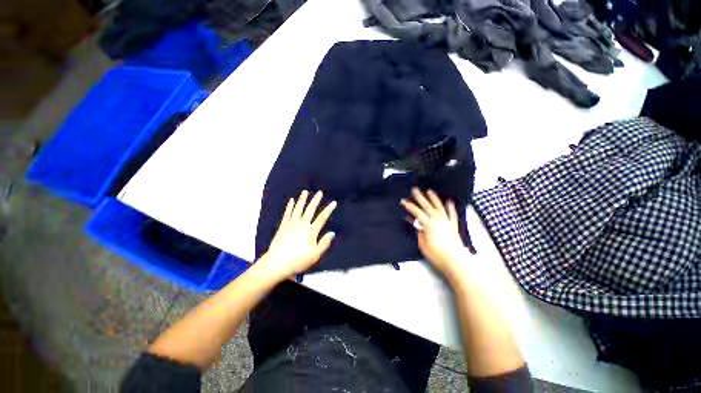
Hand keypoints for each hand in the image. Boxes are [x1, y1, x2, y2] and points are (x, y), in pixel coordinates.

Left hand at [257, 190, 335, 281]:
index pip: (322, 218)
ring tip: (305, 191)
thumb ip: (324, 243)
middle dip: (315, 200)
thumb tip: (332, 233)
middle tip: (319, 192)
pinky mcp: (283, 226)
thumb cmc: (298, 260)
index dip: (329, 210)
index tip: (333, 202)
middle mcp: (302, 224)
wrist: (276, 263)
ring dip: (302, 199)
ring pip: (298, 209)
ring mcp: (291, 224)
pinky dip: (290, 206)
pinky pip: (287, 213)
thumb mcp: (315, 255)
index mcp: (311, 231)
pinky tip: (291, 201)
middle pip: (310, 210)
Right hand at [401, 188, 467, 279]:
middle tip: (414, 189)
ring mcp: (447, 222)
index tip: (403, 201)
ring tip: (429, 191)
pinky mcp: (454, 226)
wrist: (456, 261)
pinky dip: (450, 207)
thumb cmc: (438, 255)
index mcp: (429, 225)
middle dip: (420, 197)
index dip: (409, 206)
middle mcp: (438, 221)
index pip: (417, 213)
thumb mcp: (423, 245)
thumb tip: (415, 225)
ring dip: (434, 198)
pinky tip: (449, 201)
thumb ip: (419, 233)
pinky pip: (452, 214)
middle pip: (427, 206)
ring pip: (439, 207)